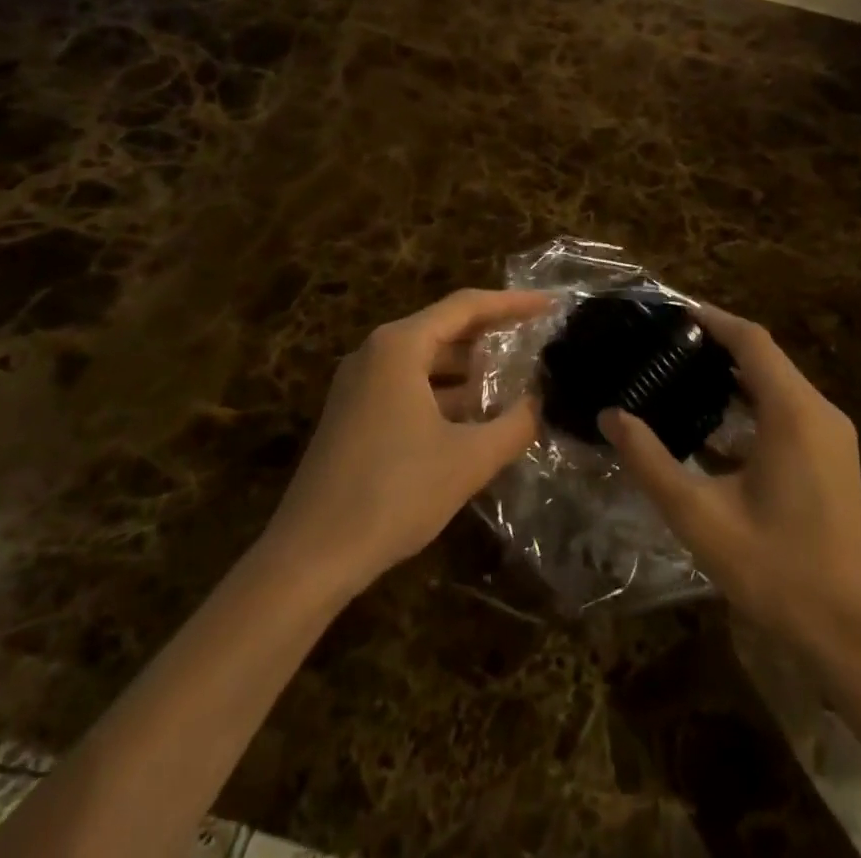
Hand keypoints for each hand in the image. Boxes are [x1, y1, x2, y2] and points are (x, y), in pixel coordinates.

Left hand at [264, 289, 549, 596]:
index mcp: (399, 346)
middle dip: (492, 335)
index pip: (466, 306)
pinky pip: (408, 386)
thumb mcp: (468, 459)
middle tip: (537, 339)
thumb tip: (541, 404)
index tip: (550, 305)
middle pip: (444, 329)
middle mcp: (376, 353)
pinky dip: (444, 394)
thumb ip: (514, 425)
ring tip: (514, 380)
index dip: (512, 303)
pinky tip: (474, 418)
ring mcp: (359, 385)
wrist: (310, 557)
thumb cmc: (393, 493)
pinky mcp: (353, 415)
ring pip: (426, 361)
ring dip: (468, 370)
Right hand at [601, 306, 860, 656]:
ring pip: (777, 384)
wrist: (853, 637)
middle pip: (765, 357)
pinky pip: (787, 411)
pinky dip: (750, 404)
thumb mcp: (700, 516)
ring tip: (680, 374)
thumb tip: (611, 416)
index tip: (670, 312)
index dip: (711, 319)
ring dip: (734, 375)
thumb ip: (650, 461)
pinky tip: (713, 425)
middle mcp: (819, 412)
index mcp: (793, 412)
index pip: (751, 340)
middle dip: (717, 344)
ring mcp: (831, 436)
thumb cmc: (777, 570)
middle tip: (664, 345)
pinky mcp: (832, 459)